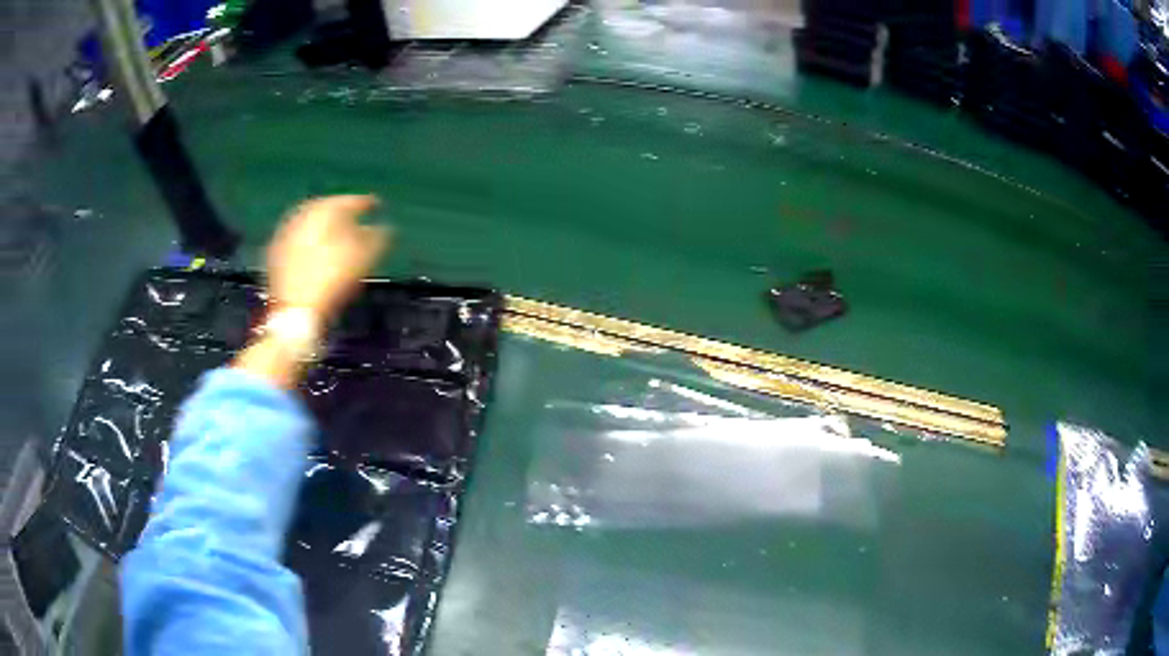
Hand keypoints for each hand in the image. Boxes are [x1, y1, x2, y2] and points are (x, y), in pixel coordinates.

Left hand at [235, 195, 389, 388]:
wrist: (292, 315)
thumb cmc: (330, 284)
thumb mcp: (360, 260)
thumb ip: (375, 239)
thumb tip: (385, 228)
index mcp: (322, 213)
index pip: (347, 201)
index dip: (364, 202)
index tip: (378, 204)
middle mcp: (301, 217)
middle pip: (325, 208)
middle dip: (341, 211)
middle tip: (357, 216)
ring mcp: (285, 235)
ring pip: (309, 222)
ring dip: (325, 224)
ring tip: (339, 233)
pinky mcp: (276, 254)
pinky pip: (297, 236)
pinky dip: (311, 238)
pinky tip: (318, 249)